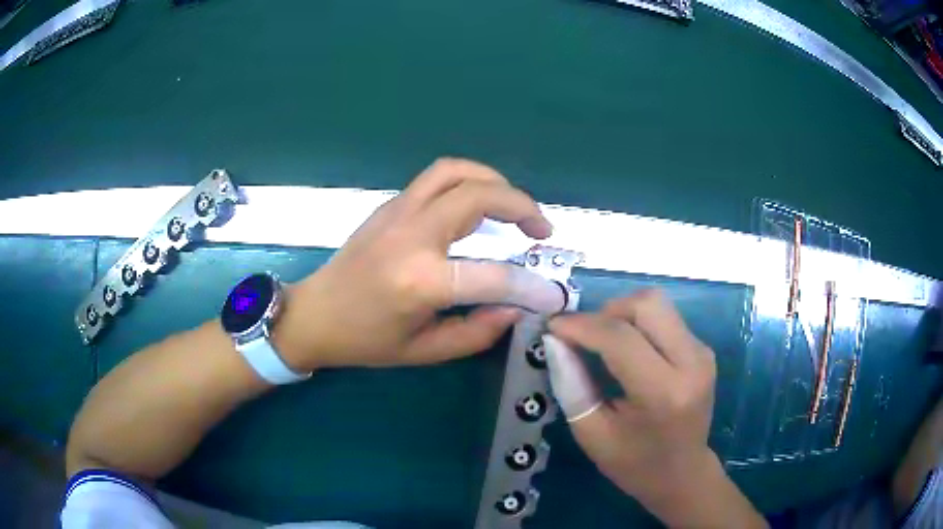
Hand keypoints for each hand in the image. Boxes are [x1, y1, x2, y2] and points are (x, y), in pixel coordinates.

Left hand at [280, 158, 554, 369]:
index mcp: (420, 281)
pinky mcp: (390, 205)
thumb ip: (477, 332)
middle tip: (541, 231)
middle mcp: (412, 235)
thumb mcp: (424, 351)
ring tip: (514, 208)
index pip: (493, 275)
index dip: (531, 286)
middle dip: (522, 206)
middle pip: (479, 195)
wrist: (314, 313)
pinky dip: (469, 183)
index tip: (550, 294)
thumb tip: (516, 307)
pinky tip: (478, 208)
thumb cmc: (365, 341)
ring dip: (495, 182)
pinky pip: (437, 178)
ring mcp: (397, 212)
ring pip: (456, 172)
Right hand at [547, 290, 764, 526]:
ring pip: (657, 303)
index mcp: (663, 394)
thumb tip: (555, 340)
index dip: (581, 325)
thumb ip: (571, 385)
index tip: (552, 326)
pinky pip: (665, 318)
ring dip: (623, 314)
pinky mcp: (703, 349)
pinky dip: (638, 324)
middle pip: (647, 303)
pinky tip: (628, 351)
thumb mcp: (592, 434)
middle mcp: (691, 363)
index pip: (620, 338)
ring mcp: (702, 353)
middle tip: (584, 337)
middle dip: (607, 311)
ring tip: (604, 342)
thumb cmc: (634, 463)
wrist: (683, 473)